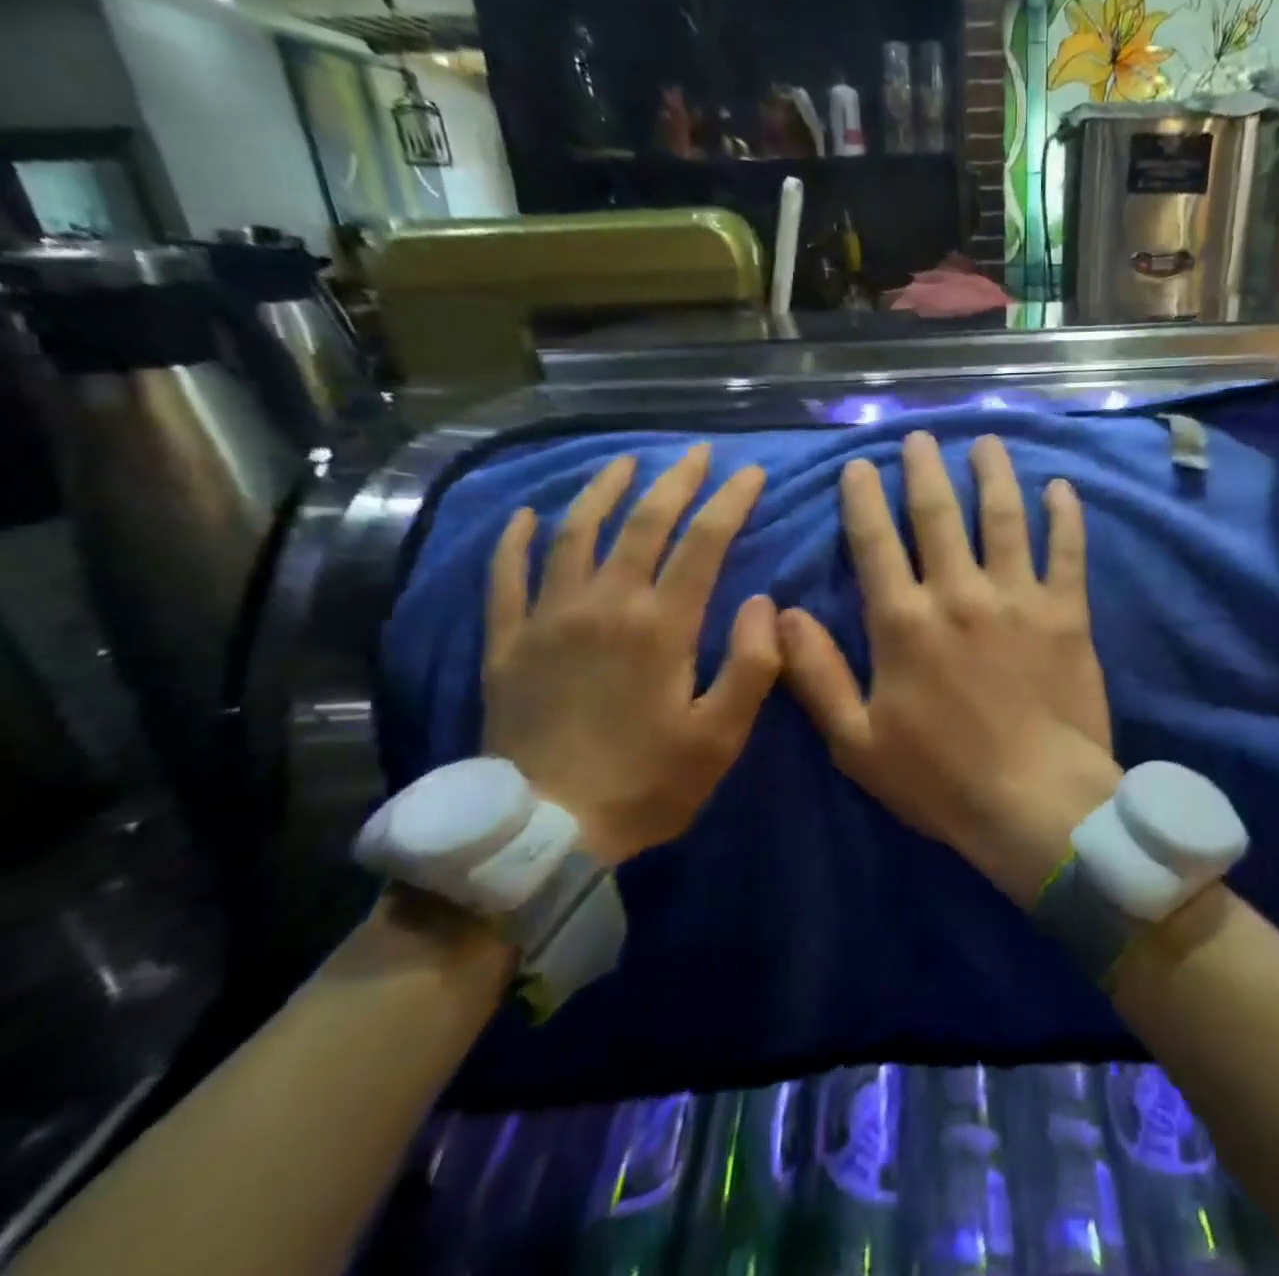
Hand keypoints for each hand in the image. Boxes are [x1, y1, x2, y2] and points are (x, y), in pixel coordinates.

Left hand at [482, 444, 779, 864]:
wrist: (545, 833)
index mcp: (660, 626)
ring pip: (574, 534)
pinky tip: (526, 516)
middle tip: (695, 452)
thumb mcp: (721, 736)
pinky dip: (515, 541)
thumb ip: (753, 664)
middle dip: (675, 480)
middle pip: (642, 522)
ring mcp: (547, 619)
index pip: (703, 541)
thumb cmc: (647, 783)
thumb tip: (765, 601)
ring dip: (602, 490)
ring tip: (625, 462)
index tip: (752, 472)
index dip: (731, 500)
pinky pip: (506, 578)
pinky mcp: (508, 644)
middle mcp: (604, 605)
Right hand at [779, 432, 1120, 904]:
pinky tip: (1060, 486)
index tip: (859, 465)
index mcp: (904, 622)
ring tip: (985, 441)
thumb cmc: (941, 780)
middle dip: (924, 468)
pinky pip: (1068, 551)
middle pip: (938, 513)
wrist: (1037, 805)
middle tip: (920, 436)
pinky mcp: (1066, 613)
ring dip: (993, 473)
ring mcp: (1017, 598)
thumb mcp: (856, 742)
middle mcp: (959, 594)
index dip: (863, 499)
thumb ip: (816, 674)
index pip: (876, 542)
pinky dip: (1065, 515)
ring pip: (1004, 517)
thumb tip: (782, 613)